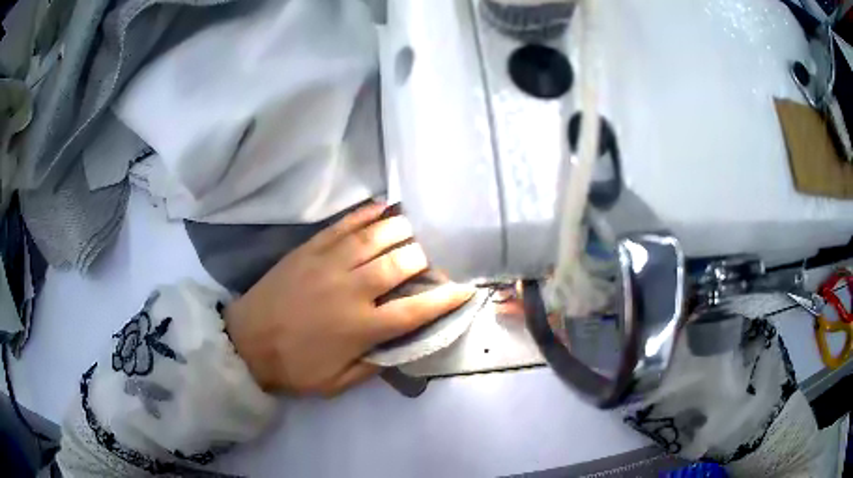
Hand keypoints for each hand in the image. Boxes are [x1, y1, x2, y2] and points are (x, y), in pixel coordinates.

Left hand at [224, 203, 472, 396]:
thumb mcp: (336, 384)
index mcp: (361, 328)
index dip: (446, 299)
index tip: (464, 289)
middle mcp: (351, 291)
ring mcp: (328, 265)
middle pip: (400, 264)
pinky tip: (380, 208)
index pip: (416, 310)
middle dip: (423, 259)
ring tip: (412, 228)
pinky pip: (342, 226)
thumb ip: (373, 366)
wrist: (246, 343)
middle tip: (429, 260)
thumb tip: (402, 348)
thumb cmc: (292, 367)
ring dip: (400, 230)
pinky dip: (365, 214)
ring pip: (374, 238)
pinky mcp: (308, 250)